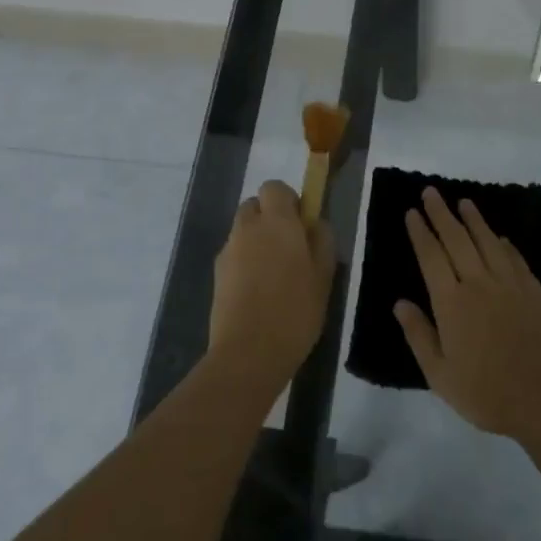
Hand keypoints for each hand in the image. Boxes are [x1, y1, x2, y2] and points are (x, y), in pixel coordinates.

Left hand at [209, 180, 335, 393]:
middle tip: (289, 248)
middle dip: (269, 218)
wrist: (248, 353)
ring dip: (256, 241)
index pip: (274, 187)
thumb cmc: (295, 311)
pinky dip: (245, 263)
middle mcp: (248, 228)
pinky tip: (259, 293)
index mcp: (277, 222)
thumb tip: (314, 223)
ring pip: (242, 231)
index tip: (301, 224)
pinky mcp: (216, 275)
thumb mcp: (324, 276)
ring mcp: (228, 251)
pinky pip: (234, 256)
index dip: (288, 200)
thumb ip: (321, 241)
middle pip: (254, 206)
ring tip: (275, 275)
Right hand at [395, 187, 540, 439]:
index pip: (431, 257)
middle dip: (442, 214)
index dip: (421, 233)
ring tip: (464, 201)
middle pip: (457, 240)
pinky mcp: (534, 291)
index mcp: (451, 302)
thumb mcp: (440, 374)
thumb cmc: (486, 392)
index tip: (412, 212)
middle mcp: (478, 283)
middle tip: (431, 192)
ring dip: (474, 219)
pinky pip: (515, 258)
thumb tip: (400, 303)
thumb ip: (419, 335)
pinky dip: (504, 244)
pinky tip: (499, 237)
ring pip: (488, 242)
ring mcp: (509, 284)